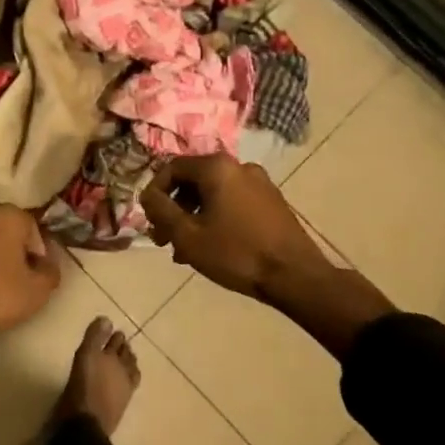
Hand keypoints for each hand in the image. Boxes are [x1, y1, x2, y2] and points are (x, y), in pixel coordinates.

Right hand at [140, 154, 329, 296]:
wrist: (297, 277)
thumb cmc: (236, 253)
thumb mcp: (187, 235)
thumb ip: (161, 210)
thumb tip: (147, 196)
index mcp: (217, 167)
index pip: (172, 168)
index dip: (155, 192)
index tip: (149, 218)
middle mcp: (239, 166)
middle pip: (194, 181)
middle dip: (174, 209)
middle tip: (163, 237)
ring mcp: (260, 184)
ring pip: (214, 195)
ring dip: (194, 217)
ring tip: (184, 249)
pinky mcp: (273, 203)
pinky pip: (234, 203)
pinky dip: (216, 219)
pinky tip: (212, 247)